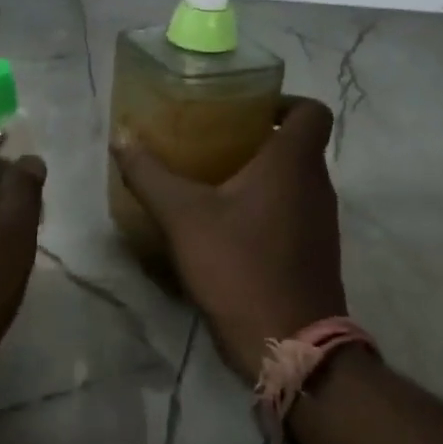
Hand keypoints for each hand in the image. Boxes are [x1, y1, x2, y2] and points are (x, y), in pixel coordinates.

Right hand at [112, 97, 346, 383]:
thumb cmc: (239, 265)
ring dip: (260, 174)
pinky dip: (265, 206)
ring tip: (212, 178)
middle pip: (297, 144)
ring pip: (294, 180)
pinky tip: (225, 223)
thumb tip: (121, 136)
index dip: (283, 100)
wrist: (288, 343)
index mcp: (293, 163)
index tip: (245, 108)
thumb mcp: (183, 216)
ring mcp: (321, 222)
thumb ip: (149, 174)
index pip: (311, 111)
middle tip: (212, 139)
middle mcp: (317, 186)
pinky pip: (292, 211)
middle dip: (257, 137)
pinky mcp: (315, 252)